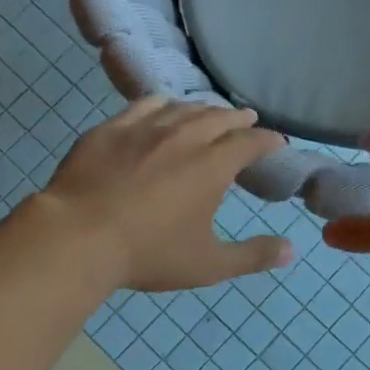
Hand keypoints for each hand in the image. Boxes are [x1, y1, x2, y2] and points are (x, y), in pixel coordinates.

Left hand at [39, 98, 293, 291]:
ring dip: (203, 109)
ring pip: (183, 108)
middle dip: (238, 118)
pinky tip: (162, 108)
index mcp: (212, 165)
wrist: (78, 237)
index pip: (250, 142)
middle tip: (247, 120)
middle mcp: (184, 136)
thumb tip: (292, 250)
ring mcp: (145, 127)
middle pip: (219, 117)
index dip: (268, 140)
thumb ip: (253, 256)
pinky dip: (163, 104)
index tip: (276, 142)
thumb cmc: (148, 253)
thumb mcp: (208, 264)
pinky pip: (144, 105)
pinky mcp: (112, 128)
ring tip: (210, 113)